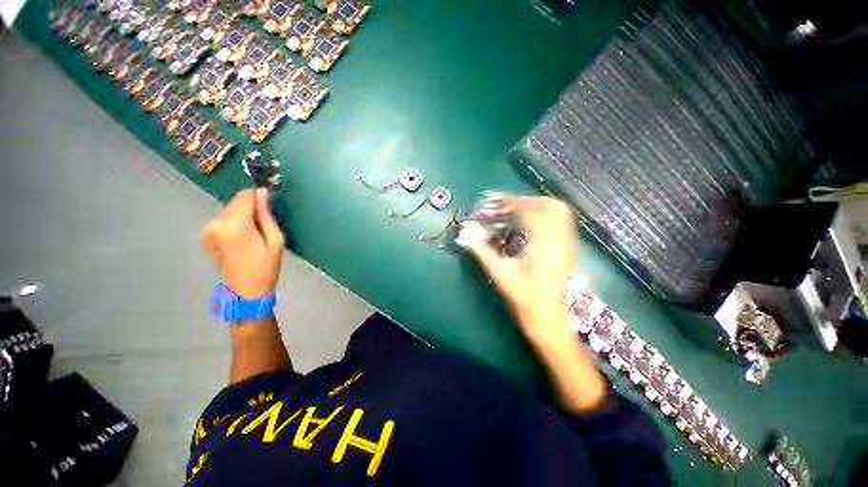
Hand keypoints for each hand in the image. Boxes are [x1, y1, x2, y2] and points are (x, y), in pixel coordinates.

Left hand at [202, 188, 284, 297]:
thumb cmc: (266, 267)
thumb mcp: (276, 240)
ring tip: (254, 233)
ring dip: (242, 215)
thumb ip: (267, 215)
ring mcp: (208, 230)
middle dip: (251, 207)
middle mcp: (216, 223)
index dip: (258, 195)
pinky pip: (223, 220)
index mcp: (235, 225)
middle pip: (236, 202)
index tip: (269, 202)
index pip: (245, 196)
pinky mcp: (206, 236)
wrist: (246, 292)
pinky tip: (243, 238)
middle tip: (265, 224)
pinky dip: (234, 222)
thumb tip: (263, 193)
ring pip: (229, 210)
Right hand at [460, 196, 576, 342]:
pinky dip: (547, 215)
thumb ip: (482, 251)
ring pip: (561, 213)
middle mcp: (560, 242)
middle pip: (552, 206)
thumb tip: (465, 234)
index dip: (514, 202)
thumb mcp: (499, 275)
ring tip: (519, 211)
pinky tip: (532, 224)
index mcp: (543, 247)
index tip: (499, 202)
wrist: (547, 319)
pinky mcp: (568, 250)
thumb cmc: (523, 299)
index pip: (532, 212)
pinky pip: (562, 222)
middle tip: (509, 205)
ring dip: (539, 206)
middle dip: (529, 200)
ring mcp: (568, 245)